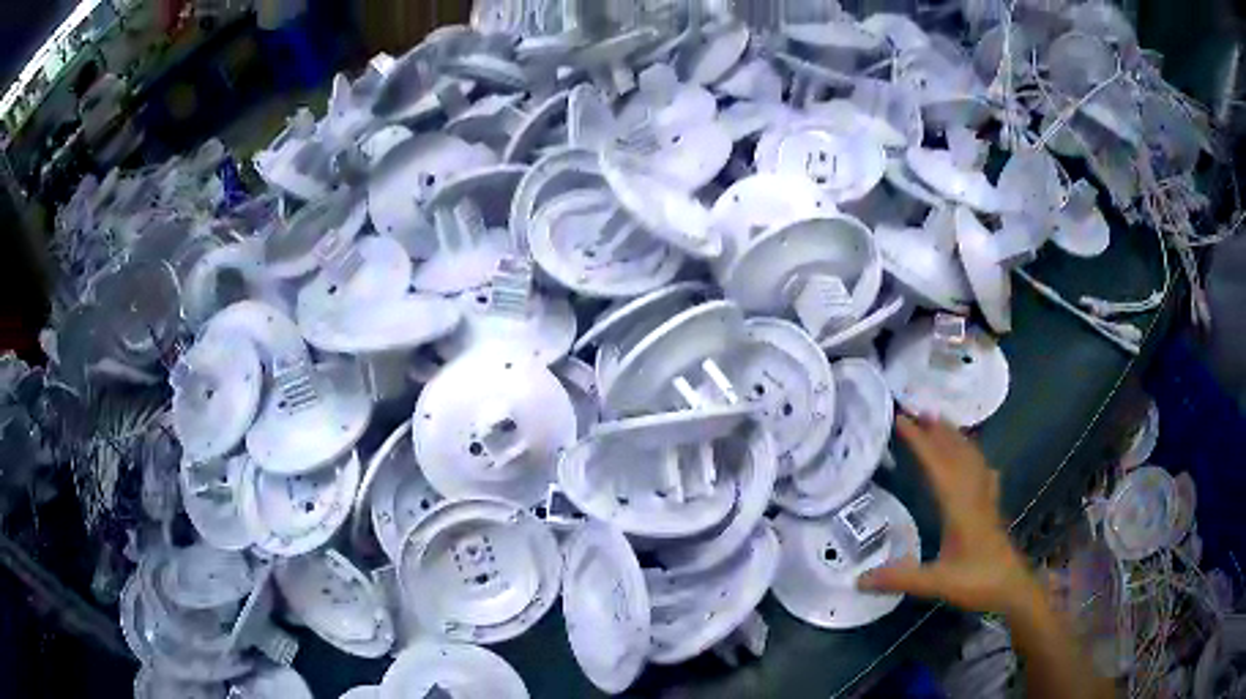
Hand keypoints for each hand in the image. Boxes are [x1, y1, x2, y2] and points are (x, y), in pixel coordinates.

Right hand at [857, 415, 1038, 615]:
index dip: (919, 441)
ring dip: (955, 437)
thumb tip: (858, 579)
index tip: (901, 419)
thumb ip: (900, 579)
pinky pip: (982, 472)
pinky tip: (976, 461)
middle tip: (916, 410)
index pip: (938, 465)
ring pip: (971, 458)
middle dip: (937, 430)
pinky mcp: (992, 508)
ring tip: (940, 422)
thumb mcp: (937, 583)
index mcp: (960, 506)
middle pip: (956, 453)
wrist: (1013, 588)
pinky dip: (975, 458)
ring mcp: (985, 499)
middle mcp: (974, 494)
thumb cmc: (978, 582)